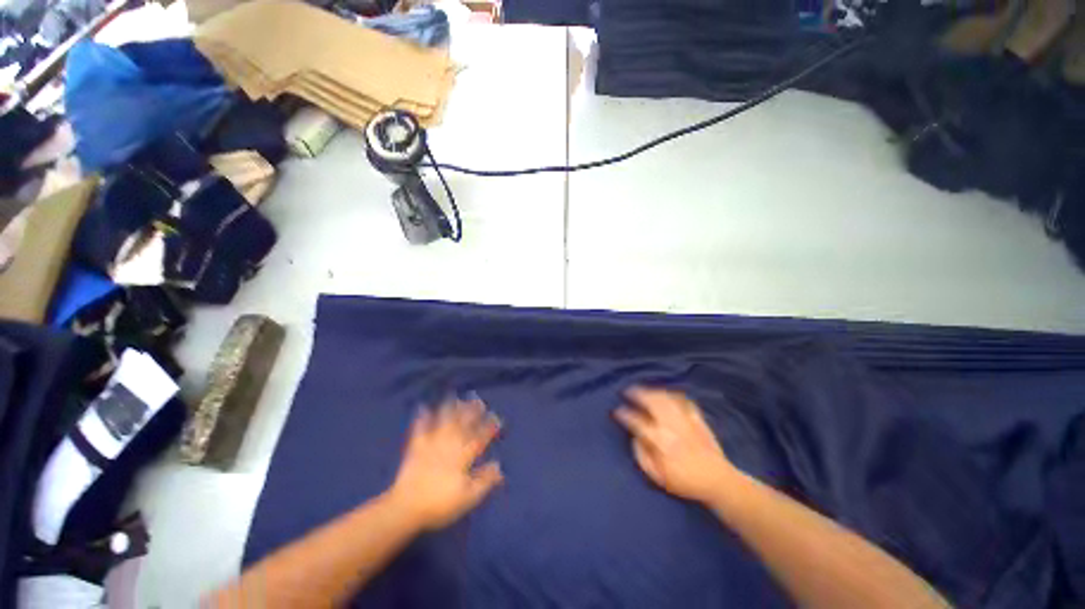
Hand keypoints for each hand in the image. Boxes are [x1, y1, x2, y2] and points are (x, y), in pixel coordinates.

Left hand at [389, 397, 503, 529]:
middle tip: (478, 399)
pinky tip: (422, 407)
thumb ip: (485, 480)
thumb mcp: (468, 497)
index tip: (496, 416)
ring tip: (455, 396)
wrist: (406, 508)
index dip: (489, 426)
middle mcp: (449, 445)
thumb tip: (499, 466)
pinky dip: (421, 418)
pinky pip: (419, 430)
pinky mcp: (416, 448)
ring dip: (450, 408)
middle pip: (463, 424)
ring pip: (443, 422)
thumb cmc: (440, 504)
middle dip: (471, 411)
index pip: (480, 437)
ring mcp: (432, 444)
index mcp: (463, 456)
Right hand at [614, 387, 735, 503]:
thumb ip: (642, 456)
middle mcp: (671, 425)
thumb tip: (635, 438)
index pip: (636, 421)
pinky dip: (672, 395)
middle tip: (628, 391)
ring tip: (644, 391)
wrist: (718, 481)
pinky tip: (667, 395)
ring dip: (652, 391)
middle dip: (637, 394)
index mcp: (659, 440)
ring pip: (665, 398)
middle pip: (651, 402)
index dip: (624, 414)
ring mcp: (685, 419)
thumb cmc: (685, 481)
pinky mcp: (697, 418)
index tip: (617, 411)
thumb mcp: (658, 477)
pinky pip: (683, 400)